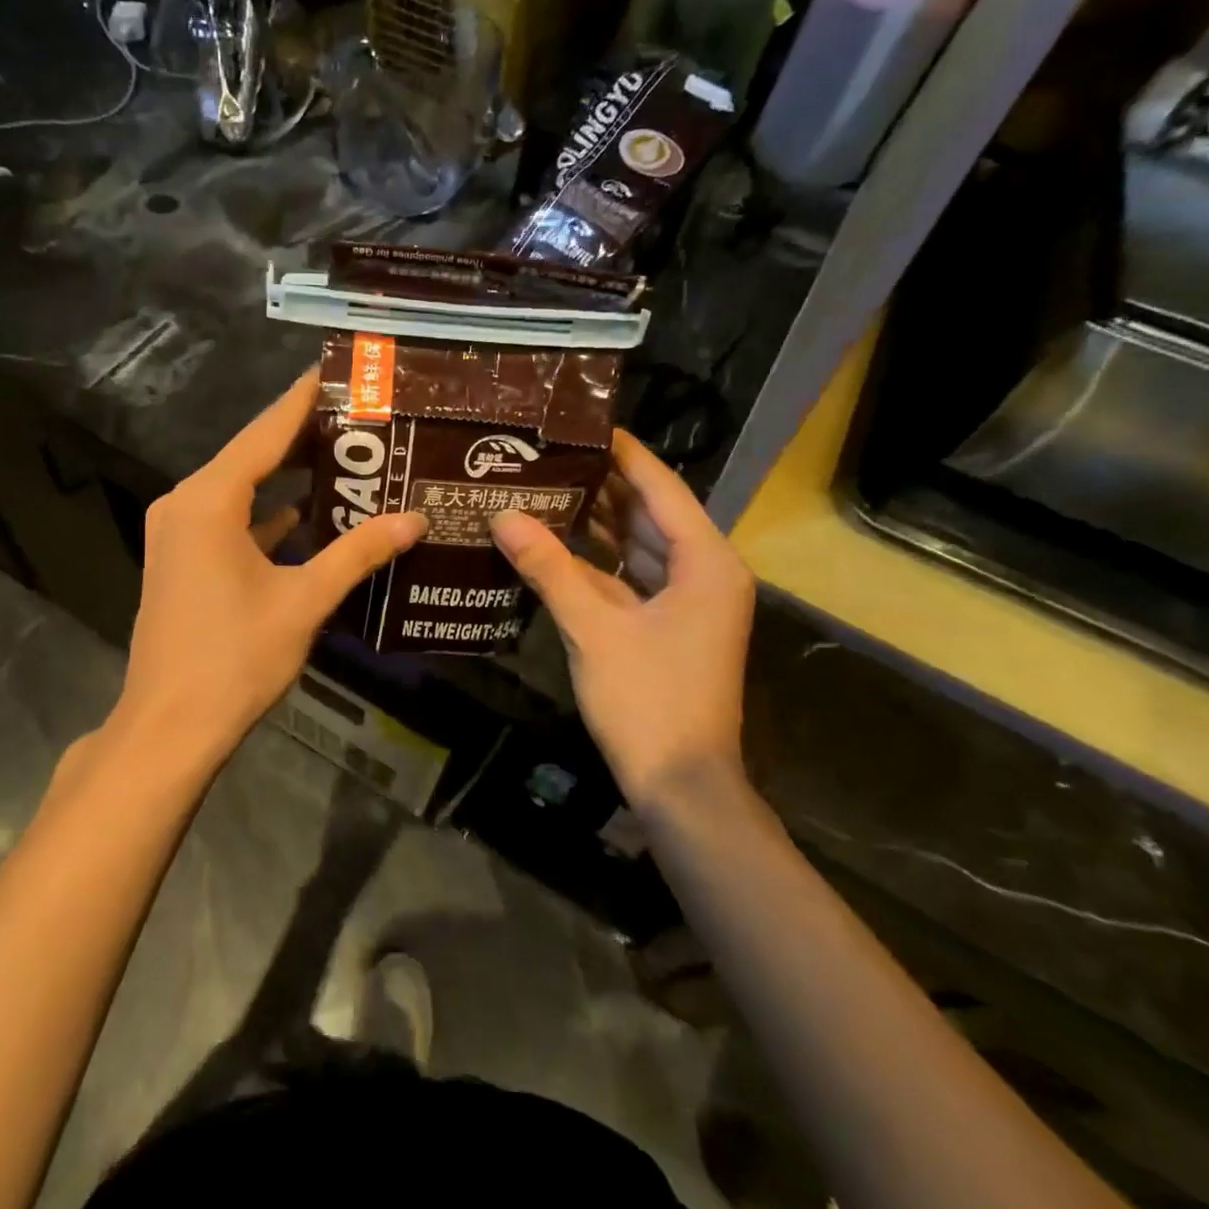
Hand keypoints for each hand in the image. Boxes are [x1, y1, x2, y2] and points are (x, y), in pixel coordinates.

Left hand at [111, 371, 427, 765]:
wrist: (170, 726)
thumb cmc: (235, 657)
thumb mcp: (304, 600)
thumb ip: (358, 553)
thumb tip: (414, 520)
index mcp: (209, 500)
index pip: (265, 432)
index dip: (302, 400)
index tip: (335, 371)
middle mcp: (186, 504)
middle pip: (251, 455)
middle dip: (302, 437)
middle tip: (358, 416)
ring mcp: (179, 534)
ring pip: (241, 490)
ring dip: (286, 477)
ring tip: (344, 457)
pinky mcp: (183, 561)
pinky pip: (230, 521)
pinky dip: (267, 514)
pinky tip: (308, 514)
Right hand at [489, 430, 754, 808]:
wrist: (682, 785)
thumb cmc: (649, 701)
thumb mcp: (594, 629)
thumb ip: (549, 569)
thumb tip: (502, 516)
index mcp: (706, 562)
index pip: (661, 489)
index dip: (624, 454)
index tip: (584, 423)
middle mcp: (704, 571)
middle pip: (649, 512)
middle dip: (602, 484)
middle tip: (550, 453)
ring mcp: (687, 600)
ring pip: (638, 545)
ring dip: (596, 521)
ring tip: (545, 486)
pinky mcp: (667, 624)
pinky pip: (630, 575)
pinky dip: (597, 560)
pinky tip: (554, 543)